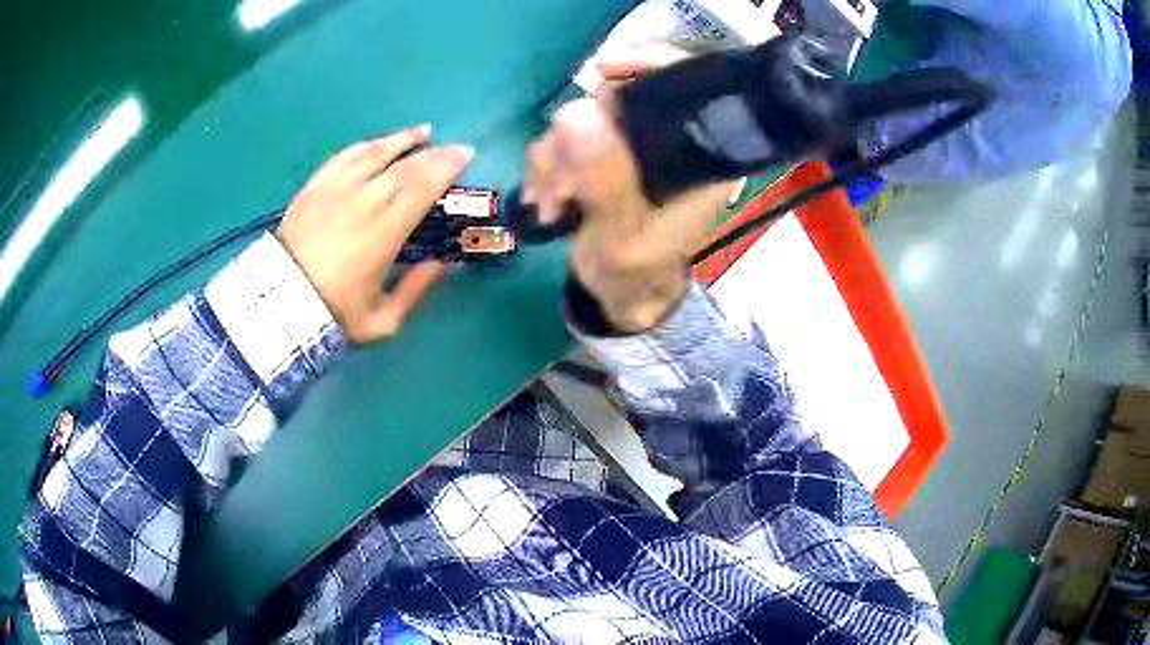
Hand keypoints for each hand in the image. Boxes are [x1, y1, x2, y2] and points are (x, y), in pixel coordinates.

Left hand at [277, 125, 473, 343]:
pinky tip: (377, 143)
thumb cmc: (333, 313)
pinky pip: (344, 156)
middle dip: (434, 153)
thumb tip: (449, 263)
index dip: (447, 166)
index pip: (423, 186)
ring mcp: (336, 189)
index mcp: (384, 232)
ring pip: (375, 152)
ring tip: (423, 132)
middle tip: (453, 148)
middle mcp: (363, 201)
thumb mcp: (384, 319)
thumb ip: (418, 289)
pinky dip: (366, 146)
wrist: (279, 304)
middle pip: (404, 166)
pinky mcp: (315, 187)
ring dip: (402, 139)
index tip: (466, 155)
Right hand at [523, 45, 733, 332]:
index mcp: (698, 156)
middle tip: (562, 184)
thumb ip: (605, 182)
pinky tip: (544, 196)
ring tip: (552, 203)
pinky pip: (566, 138)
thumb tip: (576, 117)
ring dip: (556, 157)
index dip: (647, 64)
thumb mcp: (622, 238)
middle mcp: (668, 142)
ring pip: (585, 117)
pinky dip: (548, 163)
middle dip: (580, 132)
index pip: (684, 84)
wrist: (618, 293)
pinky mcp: (605, 155)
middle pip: (621, 96)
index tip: (601, 72)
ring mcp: (632, 147)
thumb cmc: (633, 274)